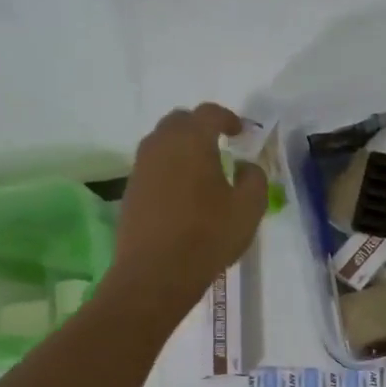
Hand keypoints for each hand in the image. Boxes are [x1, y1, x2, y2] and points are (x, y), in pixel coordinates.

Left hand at [111, 104, 266, 319]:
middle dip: (201, 127)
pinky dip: (169, 168)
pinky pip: (152, 166)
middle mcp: (161, 145)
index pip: (209, 113)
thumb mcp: (249, 208)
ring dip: (182, 147)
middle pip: (180, 121)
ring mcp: (141, 168)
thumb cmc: (208, 236)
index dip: (228, 118)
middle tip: (220, 144)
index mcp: (192, 141)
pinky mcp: (131, 190)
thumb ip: (255, 178)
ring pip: (161, 142)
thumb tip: (245, 166)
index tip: (241, 133)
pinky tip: (184, 192)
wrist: (155, 273)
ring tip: (202, 168)